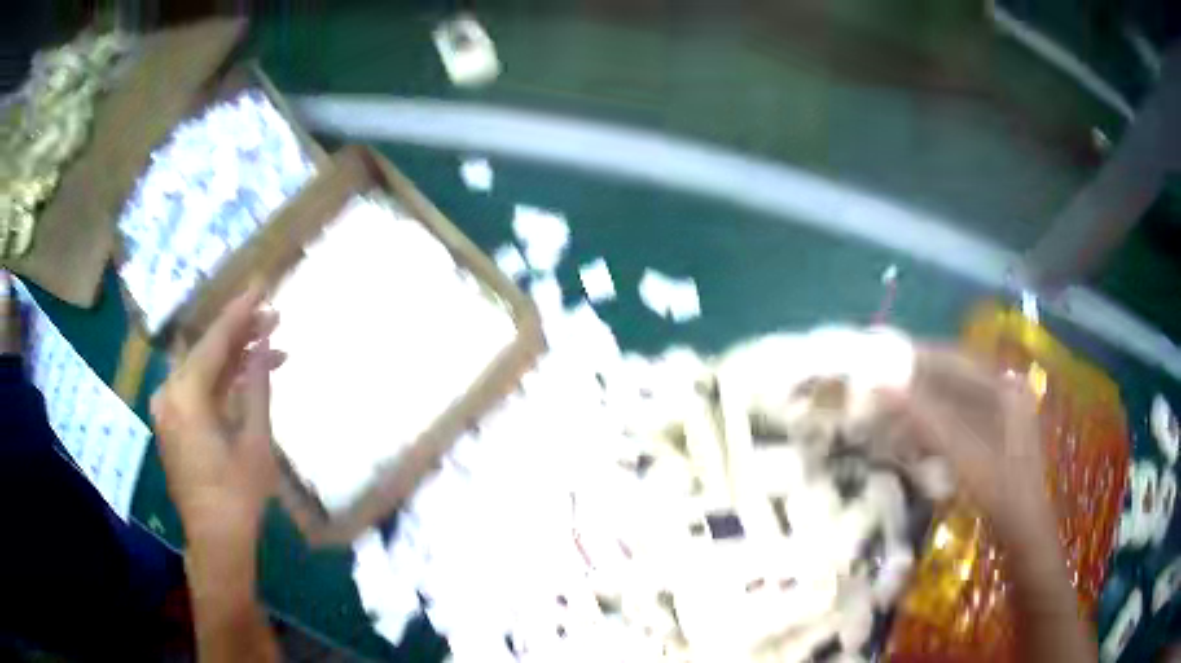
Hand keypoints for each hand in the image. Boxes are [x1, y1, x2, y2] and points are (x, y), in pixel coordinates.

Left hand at [150, 284, 285, 547]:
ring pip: (202, 369)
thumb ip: (256, 386)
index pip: (215, 340)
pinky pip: (196, 389)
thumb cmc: (238, 494)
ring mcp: (167, 409)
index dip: (241, 312)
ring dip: (233, 359)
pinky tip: (246, 379)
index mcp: (186, 395)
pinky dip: (220, 381)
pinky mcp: (172, 423)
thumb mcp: (255, 440)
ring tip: (270, 351)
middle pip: (206, 350)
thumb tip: (264, 344)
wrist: (216, 540)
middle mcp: (169, 394)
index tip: (261, 286)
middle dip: (240, 334)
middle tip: (274, 321)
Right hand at [880, 346, 1053, 541]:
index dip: (919, 359)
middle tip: (883, 395)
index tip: (883, 361)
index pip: (955, 360)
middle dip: (918, 388)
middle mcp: (1004, 391)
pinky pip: (960, 422)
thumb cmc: (1000, 489)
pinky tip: (916, 443)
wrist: (1024, 529)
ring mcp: (1002, 415)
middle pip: (954, 380)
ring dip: (924, 412)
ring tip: (893, 422)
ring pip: (955, 402)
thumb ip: (925, 419)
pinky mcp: (995, 437)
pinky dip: (936, 430)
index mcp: (1003, 386)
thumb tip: (882, 388)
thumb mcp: (963, 454)